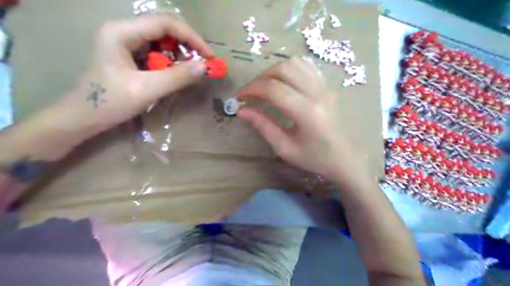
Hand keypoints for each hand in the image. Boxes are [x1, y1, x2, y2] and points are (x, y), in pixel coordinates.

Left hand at [55, 15, 212, 139]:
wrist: (84, 117)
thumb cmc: (110, 103)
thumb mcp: (147, 90)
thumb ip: (177, 77)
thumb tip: (205, 67)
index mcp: (122, 32)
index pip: (165, 23)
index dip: (192, 37)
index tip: (209, 57)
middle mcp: (124, 30)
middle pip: (165, 28)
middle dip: (187, 44)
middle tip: (202, 64)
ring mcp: (126, 41)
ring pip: (163, 39)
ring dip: (180, 54)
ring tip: (189, 71)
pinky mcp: (130, 53)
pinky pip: (157, 51)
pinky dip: (171, 61)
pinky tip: (175, 73)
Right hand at [237, 57, 368, 183]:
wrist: (345, 158)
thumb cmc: (315, 158)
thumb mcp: (285, 148)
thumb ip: (263, 126)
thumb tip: (242, 111)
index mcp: (307, 113)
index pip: (273, 89)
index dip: (251, 89)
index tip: (239, 98)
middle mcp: (317, 93)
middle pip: (283, 69)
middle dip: (261, 78)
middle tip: (251, 93)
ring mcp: (324, 87)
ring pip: (295, 63)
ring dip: (274, 71)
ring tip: (265, 87)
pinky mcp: (327, 86)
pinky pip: (306, 66)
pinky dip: (289, 69)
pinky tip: (283, 82)